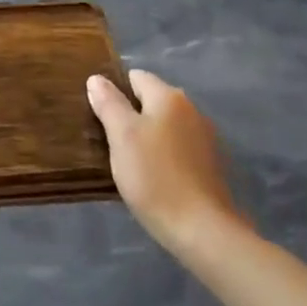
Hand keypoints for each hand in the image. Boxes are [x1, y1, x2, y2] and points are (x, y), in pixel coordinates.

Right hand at [87, 69, 242, 255]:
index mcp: (169, 97)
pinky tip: (151, 176)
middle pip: (151, 101)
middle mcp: (191, 110)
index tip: (97, 114)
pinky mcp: (210, 165)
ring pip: (165, 126)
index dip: (114, 91)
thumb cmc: (154, 176)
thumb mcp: (122, 136)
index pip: (136, 77)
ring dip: (146, 136)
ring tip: (125, 159)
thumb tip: (96, 79)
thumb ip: (109, 103)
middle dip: (129, 114)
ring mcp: (204, 138)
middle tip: (106, 138)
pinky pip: (177, 148)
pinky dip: (162, 155)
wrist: (201, 228)